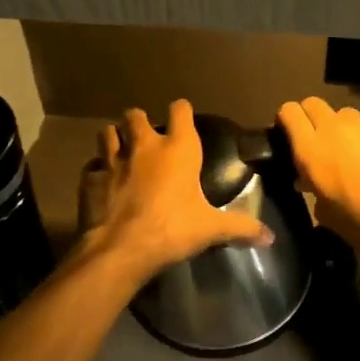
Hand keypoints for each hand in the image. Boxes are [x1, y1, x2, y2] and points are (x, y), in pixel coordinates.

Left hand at [81, 99, 269, 281]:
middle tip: (146, 138)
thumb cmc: (173, 230)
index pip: (180, 111)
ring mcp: (112, 161)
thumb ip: (240, 228)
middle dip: (138, 121)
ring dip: (114, 138)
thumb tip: (269, 237)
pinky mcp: (90, 180)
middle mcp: (144, 147)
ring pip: (107, 133)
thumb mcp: (211, 229)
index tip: (183, 118)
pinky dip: (97, 172)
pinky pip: (92, 167)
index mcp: (178, 150)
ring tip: (121, 152)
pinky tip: (103, 184)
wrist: (121, 249)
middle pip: (134, 115)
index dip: (181, 112)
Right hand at [277, 96, 359, 255]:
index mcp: (311, 150)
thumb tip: (309, 182)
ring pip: (340, 113)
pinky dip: (359, 138)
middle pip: (313, 104)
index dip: (284, 121)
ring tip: (340, 150)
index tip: (285, 137)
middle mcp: (334, 130)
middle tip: (310, 141)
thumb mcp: (326, 215)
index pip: (289, 112)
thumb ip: (312, 190)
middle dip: (308, 117)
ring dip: (335, 125)